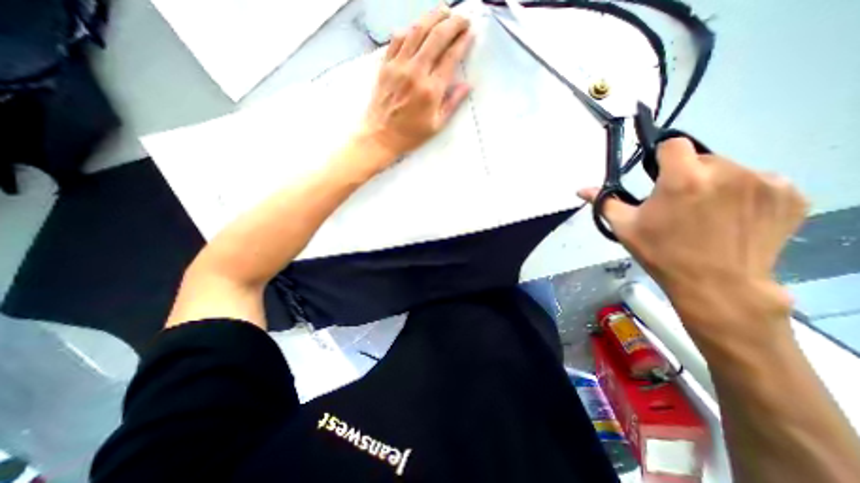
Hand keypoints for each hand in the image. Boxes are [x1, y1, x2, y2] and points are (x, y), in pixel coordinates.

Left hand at [357, 5, 476, 166]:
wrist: (380, 136)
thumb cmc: (410, 135)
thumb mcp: (436, 125)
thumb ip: (452, 104)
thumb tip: (468, 85)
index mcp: (430, 90)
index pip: (450, 57)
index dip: (462, 41)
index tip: (470, 33)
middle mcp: (415, 73)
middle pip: (436, 37)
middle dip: (452, 22)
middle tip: (462, 18)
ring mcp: (398, 66)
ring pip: (417, 31)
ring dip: (432, 17)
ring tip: (444, 11)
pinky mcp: (385, 65)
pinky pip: (397, 39)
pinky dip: (410, 28)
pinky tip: (417, 26)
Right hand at [578, 138, 805, 342]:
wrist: (717, 285)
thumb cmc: (662, 253)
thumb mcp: (625, 227)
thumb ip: (604, 202)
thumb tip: (580, 189)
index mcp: (682, 179)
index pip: (673, 144)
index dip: (662, 157)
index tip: (658, 175)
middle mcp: (727, 172)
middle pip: (701, 158)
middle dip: (687, 174)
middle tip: (679, 203)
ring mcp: (764, 182)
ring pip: (729, 170)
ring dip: (714, 184)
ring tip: (706, 213)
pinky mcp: (790, 195)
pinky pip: (760, 182)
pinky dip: (745, 194)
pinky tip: (734, 217)